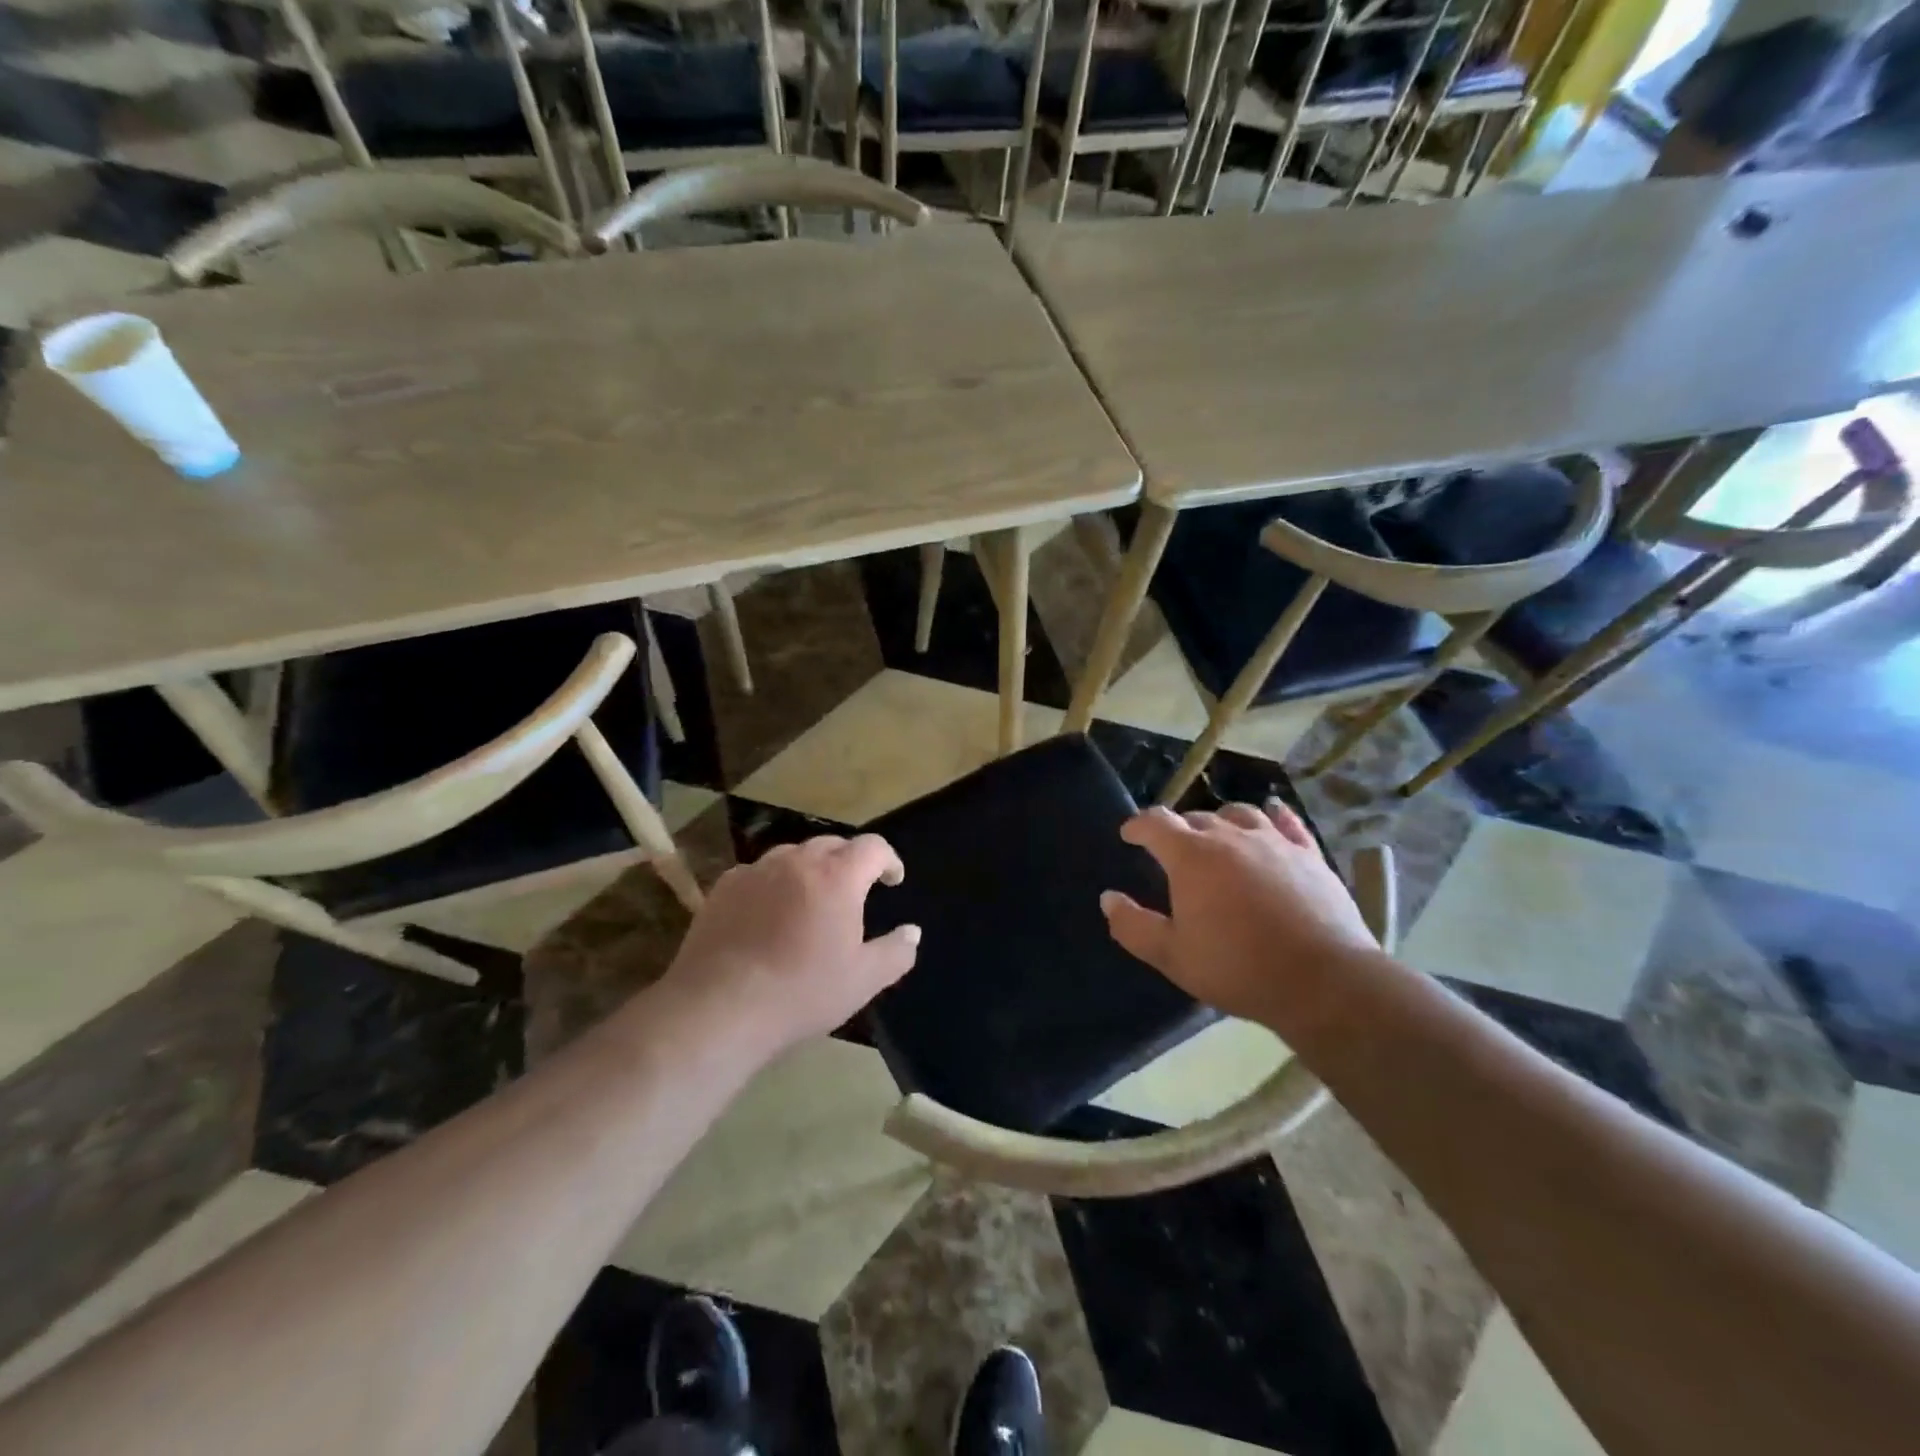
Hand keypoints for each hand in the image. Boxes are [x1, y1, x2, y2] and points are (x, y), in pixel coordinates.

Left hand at [659, 834, 919, 1057]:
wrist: (719, 1007)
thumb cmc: (801, 992)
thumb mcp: (863, 981)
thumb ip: (896, 952)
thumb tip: (912, 932)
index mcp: (837, 877)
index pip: (872, 847)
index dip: (888, 860)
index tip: (892, 880)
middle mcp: (797, 861)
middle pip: (832, 844)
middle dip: (850, 861)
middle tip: (854, 890)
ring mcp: (756, 870)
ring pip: (793, 854)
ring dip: (810, 868)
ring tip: (811, 899)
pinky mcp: (724, 887)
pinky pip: (759, 873)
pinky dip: (773, 883)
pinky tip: (768, 914)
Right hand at [1100, 801, 1378, 1027]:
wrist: (1323, 980)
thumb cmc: (1238, 968)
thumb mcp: (1173, 957)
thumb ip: (1134, 926)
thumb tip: (1108, 898)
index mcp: (1191, 858)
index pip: (1156, 823)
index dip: (1138, 825)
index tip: (1129, 835)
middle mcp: (1230, 838)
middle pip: (1197, 817)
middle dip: (1178, 829)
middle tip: (1172, 850)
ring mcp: (1274, 842)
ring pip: (1240, 814)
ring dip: (1220, 820)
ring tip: (1217, 834)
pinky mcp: (1309, 854)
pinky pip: (1287, 822)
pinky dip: (1273, 815)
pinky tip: (1271, 814)